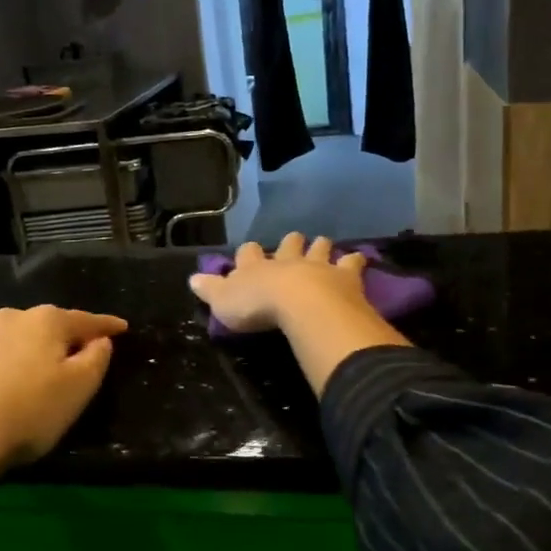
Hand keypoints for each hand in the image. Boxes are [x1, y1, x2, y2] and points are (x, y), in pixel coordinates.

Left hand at [0, 305, 127, 475]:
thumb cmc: (30, 411)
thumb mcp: (79, 388)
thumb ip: (96, 358)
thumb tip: (100, 340)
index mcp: (46, 321)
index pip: (86, 320)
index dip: (107, 325)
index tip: (123, 328)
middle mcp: (10, 319)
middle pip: (47, 326)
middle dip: (65, 338)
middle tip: (78, 356)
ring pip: (15, 341)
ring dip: (30, 353)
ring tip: (37, 377)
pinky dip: (2, 370)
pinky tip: (1, 391)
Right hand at [188, 232, 370, 333]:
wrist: (302, 305)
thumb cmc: (258, 306)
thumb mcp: (223, 302)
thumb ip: (210, 290)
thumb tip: (192, 279)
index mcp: (256, 267)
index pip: (248, 253)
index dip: (248, 253)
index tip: (249, 253)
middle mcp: (287, 260)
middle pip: (288, 244)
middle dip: (290, 243)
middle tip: (293, 243)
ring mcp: (317, 265)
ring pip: (319, 247)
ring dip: (320, 247)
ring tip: (323, 245)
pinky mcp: (344, 275)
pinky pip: (351, 263)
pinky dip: (354, 261)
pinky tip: (358, 259)